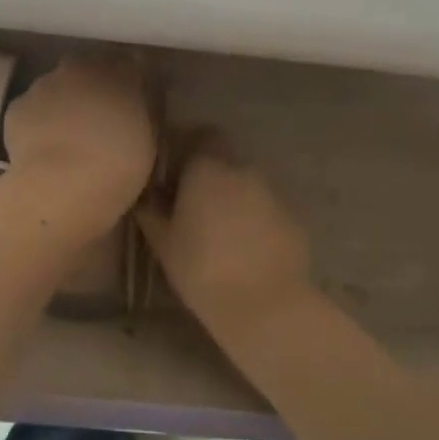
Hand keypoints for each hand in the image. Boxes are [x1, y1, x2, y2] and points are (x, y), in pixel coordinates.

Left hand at [1, 56, 155, 235]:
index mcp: (120, 73)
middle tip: (96, 118)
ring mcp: (44, 84)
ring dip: (61, 103)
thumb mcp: (148, 140)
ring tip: (66, 137)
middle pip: (86, 69)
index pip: (127, 65)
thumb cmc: (119, 165)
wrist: (63, 185)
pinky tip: (42, 148)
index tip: (129, 102)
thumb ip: (141, 114)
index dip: (127, 83)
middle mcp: (80, 68)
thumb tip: (135, 108)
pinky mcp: (17, 106)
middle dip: (90, 87)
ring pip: (55, 87)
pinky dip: (36, 122)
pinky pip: (30, 109)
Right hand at [135, 139, 312, 340]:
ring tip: (218, 229)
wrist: (265, 305)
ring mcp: (273, 192)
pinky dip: (254, 217)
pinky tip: (244, 247)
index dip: (188, 146)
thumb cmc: (202, 269)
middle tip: (191, 203)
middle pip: (225, 158)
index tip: (174, 171)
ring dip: (232, 195)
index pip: (201, 134)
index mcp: (208, 167)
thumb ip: (151, 210)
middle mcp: (243, 169)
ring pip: (246, 182)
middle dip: (209, 173)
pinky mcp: (293, 217)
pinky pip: (266, 207)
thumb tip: (145, 195)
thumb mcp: (163, 242)